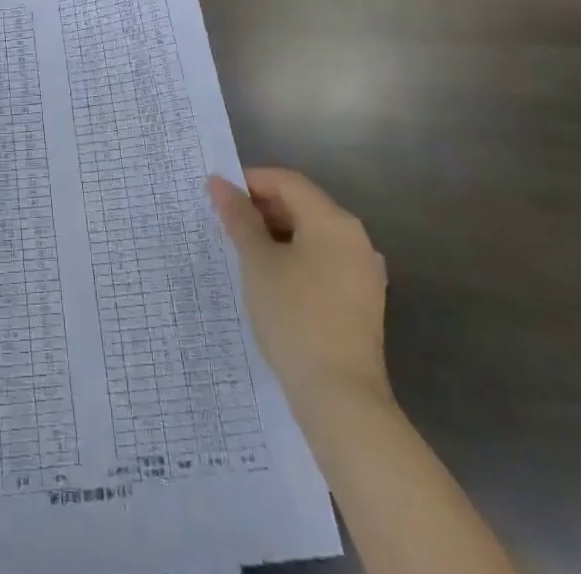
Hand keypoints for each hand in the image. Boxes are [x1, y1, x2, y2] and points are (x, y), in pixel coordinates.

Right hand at [208, 167, 389, 409]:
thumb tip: (218, 182)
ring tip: (242, 251)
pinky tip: (270, 279)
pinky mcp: (361, 301)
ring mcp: (362, 271)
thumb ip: (238, 217)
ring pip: (312, 235)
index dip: (250, 181)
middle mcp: (354, 238)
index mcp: (333, 221)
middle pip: (302, 204)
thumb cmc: (294, 316)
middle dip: (262, 208)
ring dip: (276, 234)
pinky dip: (295, 258)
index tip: (218, 196)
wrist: (341, 399)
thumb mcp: (257, 261)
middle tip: (225, 224)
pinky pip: (323, 261)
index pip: (287, 181)